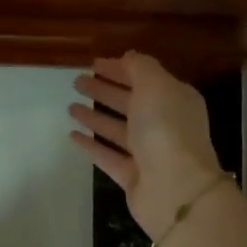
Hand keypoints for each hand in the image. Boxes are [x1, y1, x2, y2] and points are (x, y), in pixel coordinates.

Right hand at [69, 52, 225, 241]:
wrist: (176, 189)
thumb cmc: (166, 130)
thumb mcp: (156, 86)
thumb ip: (140, 68)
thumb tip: (128, 57)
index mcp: (174, 100)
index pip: (144, 79)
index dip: (119, 69)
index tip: (93, 64)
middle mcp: (163, 125)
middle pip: (129, 103)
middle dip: (104, 91)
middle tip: (76, 82)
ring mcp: (147, 152)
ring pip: (116, 129)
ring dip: (95, 117)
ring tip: (70, 107)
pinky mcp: (132, 176)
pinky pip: (107, 155)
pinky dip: (92, 145)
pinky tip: (72, 135)